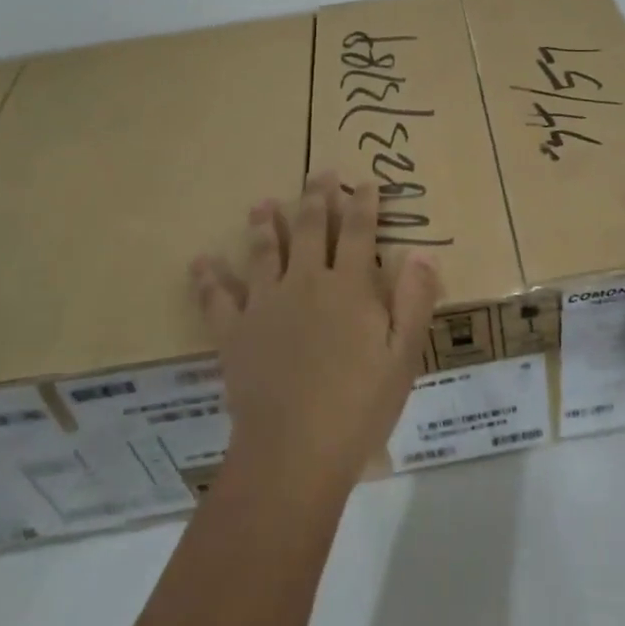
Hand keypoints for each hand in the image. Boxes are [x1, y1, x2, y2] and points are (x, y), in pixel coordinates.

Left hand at [191, 172, 440, 494]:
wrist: (293, 452)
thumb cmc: (358, 406)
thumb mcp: (403, 356)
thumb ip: (415, 300)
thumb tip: (424, 252)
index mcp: (349, 286)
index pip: (358, 232)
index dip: (363, 204)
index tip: (365, 182)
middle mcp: (306, 282)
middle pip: (309, 228)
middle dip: (316, 198)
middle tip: (319, 173)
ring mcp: (266, 304)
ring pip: (263, 251)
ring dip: (263, 224)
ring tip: (262, 203)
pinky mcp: (234, 331)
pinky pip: (217, 298)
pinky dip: (208, 279)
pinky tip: (200, 262)